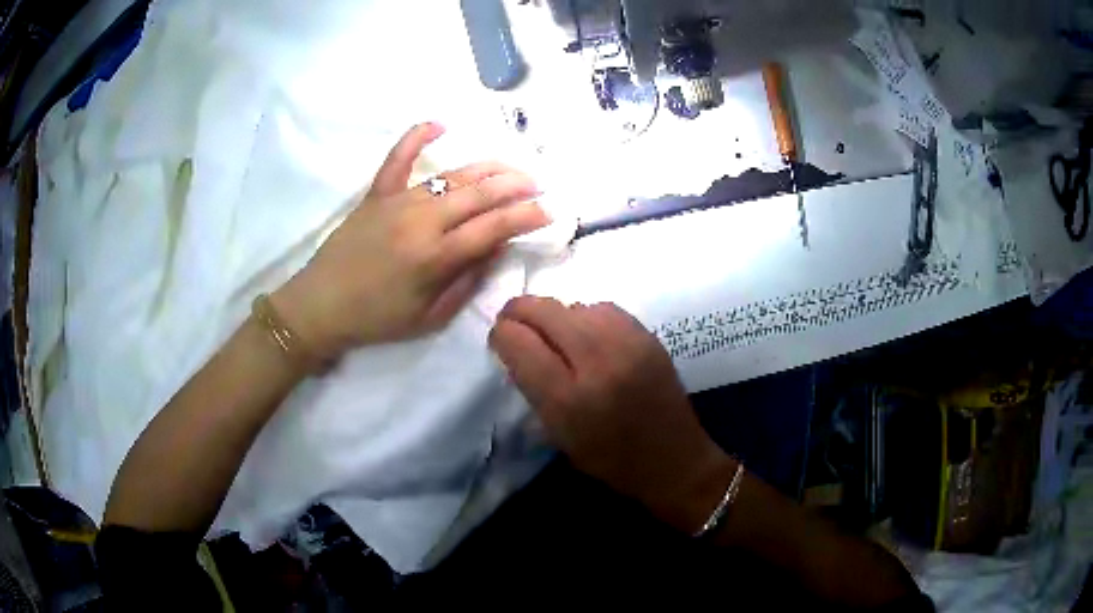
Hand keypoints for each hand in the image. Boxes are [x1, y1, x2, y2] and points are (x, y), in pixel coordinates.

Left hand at [274, 123, 549, 360]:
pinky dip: (417, 137)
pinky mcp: (376, 194)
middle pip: (479, 194)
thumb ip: (466, 281)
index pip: (494, 227)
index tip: (550, 211)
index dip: (527, 216)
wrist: (321, 306)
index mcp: (436, 257)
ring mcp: (397, 202)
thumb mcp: (430, 316)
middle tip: (538, 185)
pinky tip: (439, 124)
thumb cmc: (377, 319)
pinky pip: (397, 158)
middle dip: (516, 186)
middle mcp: (421, 221)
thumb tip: (496, 248)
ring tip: (511, 167)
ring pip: (451, 176)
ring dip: (487, 168)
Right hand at [489, 297, 734, 531]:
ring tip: (555, 335)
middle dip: (519, 312)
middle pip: (543, 310)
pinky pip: (603, 308)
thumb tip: (515, 346)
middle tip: (515, 324)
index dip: (500, 334)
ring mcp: (627, 343)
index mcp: (568, 399)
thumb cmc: (610, 460)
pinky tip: (587, 335)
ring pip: (573, 304)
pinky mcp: (648, 335)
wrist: (674, 460)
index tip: (500, 340)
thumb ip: (533, 387)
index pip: (518, 342)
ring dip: (555, 315)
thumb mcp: (559, 435)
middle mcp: (597, 362)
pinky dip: (585, 316)